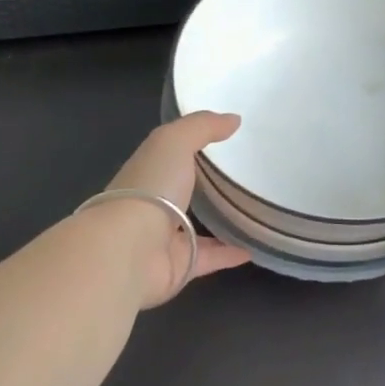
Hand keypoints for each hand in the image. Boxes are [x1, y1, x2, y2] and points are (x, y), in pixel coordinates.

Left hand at [102, 111, 250, 307]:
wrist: (130, 250)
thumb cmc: (149, 188)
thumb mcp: (174, 142)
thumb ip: (202, 127)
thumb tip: (234, 119)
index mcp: (148, 172)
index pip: (169, 156)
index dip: (191, 147)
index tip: (225, 140)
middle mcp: (153, 204)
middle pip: (182, 192)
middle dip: (204, 185)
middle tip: (244, 177)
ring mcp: (164, 238)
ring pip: (195, 227)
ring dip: (219, 222)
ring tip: (252, 212)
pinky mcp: (179, 266)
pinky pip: (210, 257)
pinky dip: (230, 253)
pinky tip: (255, 247)